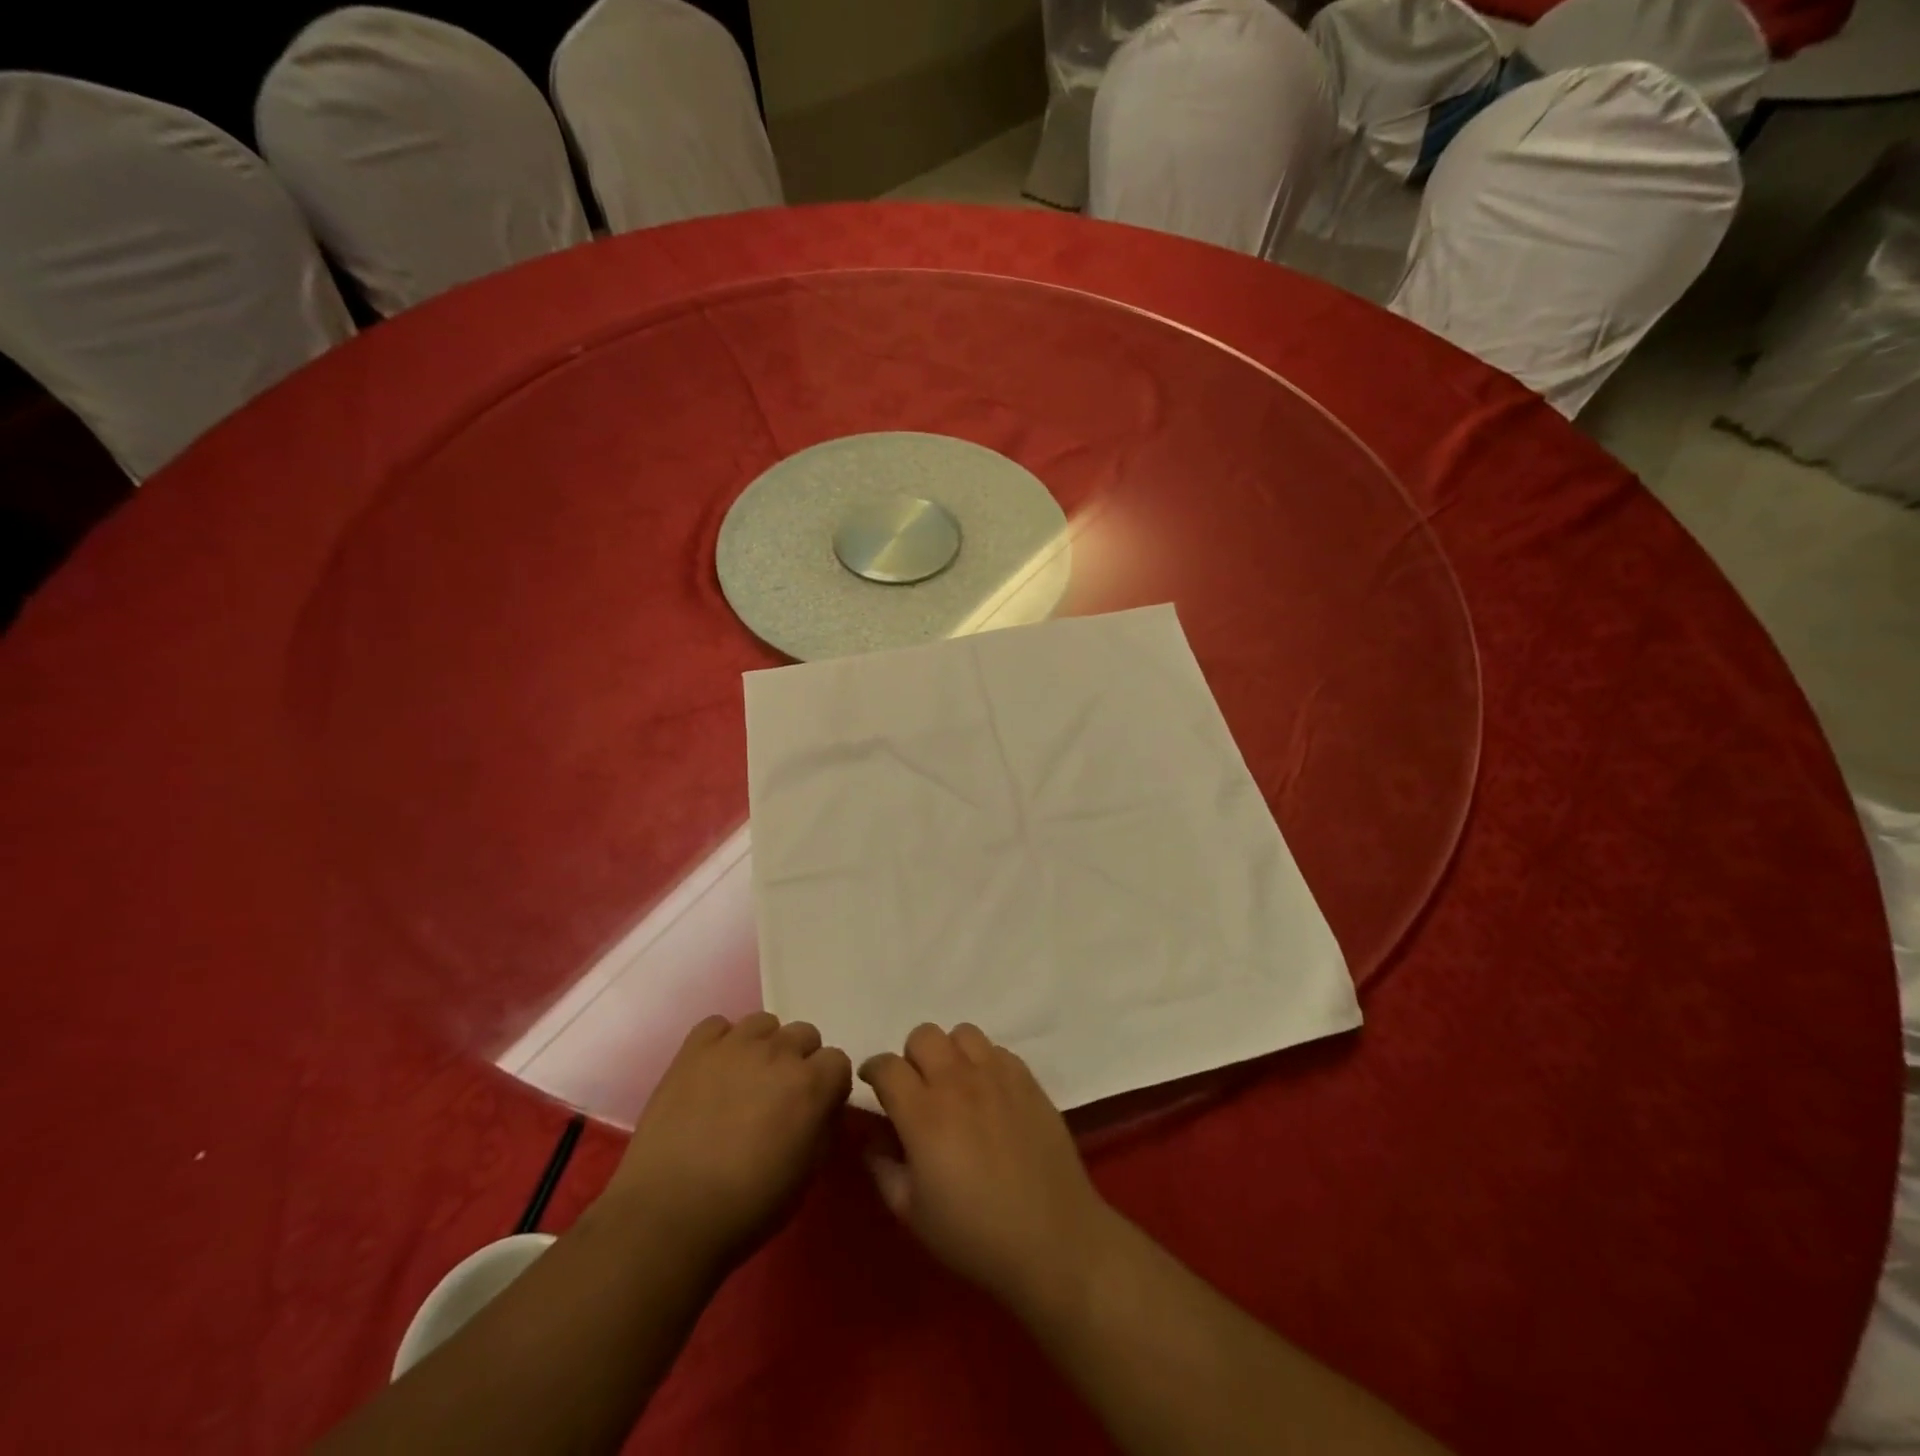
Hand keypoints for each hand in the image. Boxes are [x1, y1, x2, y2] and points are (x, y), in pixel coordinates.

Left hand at [598, 1012, 851, 1267]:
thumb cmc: (746, 1207)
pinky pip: (717, 1026)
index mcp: (811, 1084)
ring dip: (764, 1047)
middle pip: (804, 1034)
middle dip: (799, 1062)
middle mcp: (779, 1052)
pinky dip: (721, 1042)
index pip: (838, 1060)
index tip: (815, 1110)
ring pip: (764, 1023)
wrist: (667, 1216)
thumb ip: (822, 1129)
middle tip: (779, 1098)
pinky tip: (713, 1072)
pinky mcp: (694, 1049)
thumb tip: (822, 1110)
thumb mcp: (806, 1176)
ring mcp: (734, 1045)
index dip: (828, 1086)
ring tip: (745, 1081)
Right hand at [859, 1024, 1115, 1313]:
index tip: (874, 1085)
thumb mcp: (911, 1213)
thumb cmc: (974, 1235)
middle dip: (911, 1057)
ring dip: (949, 1053)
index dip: (874, 1070)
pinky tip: (988, 1094)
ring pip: (962, 1033)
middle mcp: (958, 1081)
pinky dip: (984, 1062)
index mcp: (923, 1114)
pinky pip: (997, 1049)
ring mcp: (996, 1075)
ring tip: (955, 1085)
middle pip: (923, 1035)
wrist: (1052, 1238)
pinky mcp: (1027, 1079)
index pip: (887, 1065)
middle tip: (917, 1089)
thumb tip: (873, 1137)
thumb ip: (883, 1167)